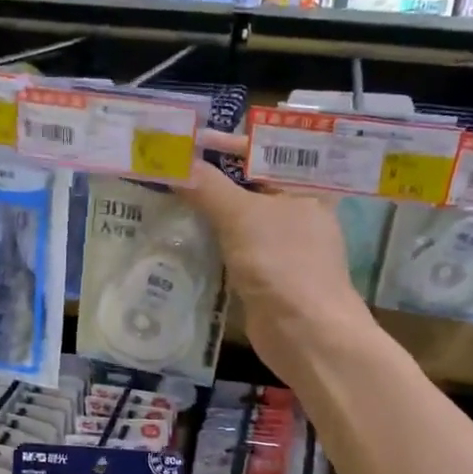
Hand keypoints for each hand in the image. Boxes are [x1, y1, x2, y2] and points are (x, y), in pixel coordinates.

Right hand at [182, 132, 371, 383]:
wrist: (306, 334)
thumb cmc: (282, 263)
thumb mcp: (242, 217)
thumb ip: (207, 187)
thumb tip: (173, 162)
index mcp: (304, 185)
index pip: (264, 150)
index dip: (227, 142)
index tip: (189, 140)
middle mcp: (295, 209)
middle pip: (248, 182)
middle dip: (211, 175)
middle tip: (171, 166)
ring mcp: (280, 243)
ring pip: (237, 216)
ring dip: (206, 209)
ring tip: (166, 194)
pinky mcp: (264, 272)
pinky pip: (232, 246)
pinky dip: (208, 239)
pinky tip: (178, 235)